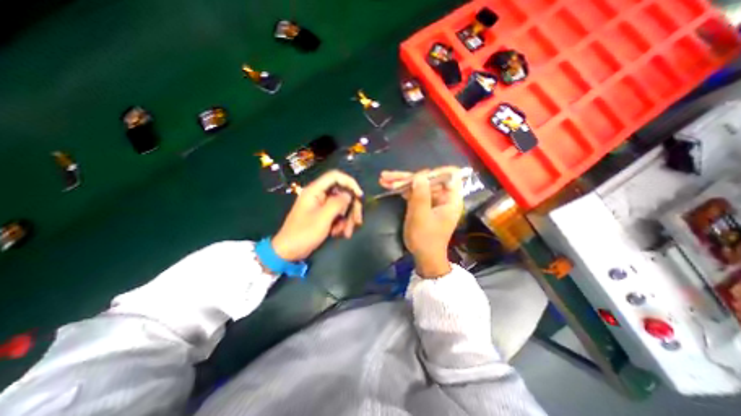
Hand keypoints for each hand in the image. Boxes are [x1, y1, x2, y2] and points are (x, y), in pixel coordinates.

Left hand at [272, 167, 362, 259]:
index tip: (359, 196)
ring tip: (346, 233)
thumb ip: (337, 203)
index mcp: (315, 190)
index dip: (350, 183)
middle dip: (351, 207)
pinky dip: (341, 223)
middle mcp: (319, 195)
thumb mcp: (322, 218)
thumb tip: (349, 194)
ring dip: (347, 219)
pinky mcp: (323, 215)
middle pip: (342, 193)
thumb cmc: (303, 234)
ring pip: (342, 205)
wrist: (289, 251)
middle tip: (357, 221)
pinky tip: (338, 234)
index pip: (335, 176)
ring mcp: (321, 205)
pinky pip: (338, 214)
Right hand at [379, 165, 460, 279]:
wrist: (424, 257)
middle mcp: (443, 196)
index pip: (449, 175)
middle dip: (407, 177)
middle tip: (387, 176)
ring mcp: (433, 200)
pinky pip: (414, 193)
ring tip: (383, 179)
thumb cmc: (425, 239)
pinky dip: (402, 190)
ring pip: (418, 185)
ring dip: (401, 182)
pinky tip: (388, 186)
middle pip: (427, 179)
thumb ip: (420, 194)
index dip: (433, 172)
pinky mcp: (424, 204)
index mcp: (451, 198)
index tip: (415, 175)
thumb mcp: (421, 216)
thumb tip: (419, 175)